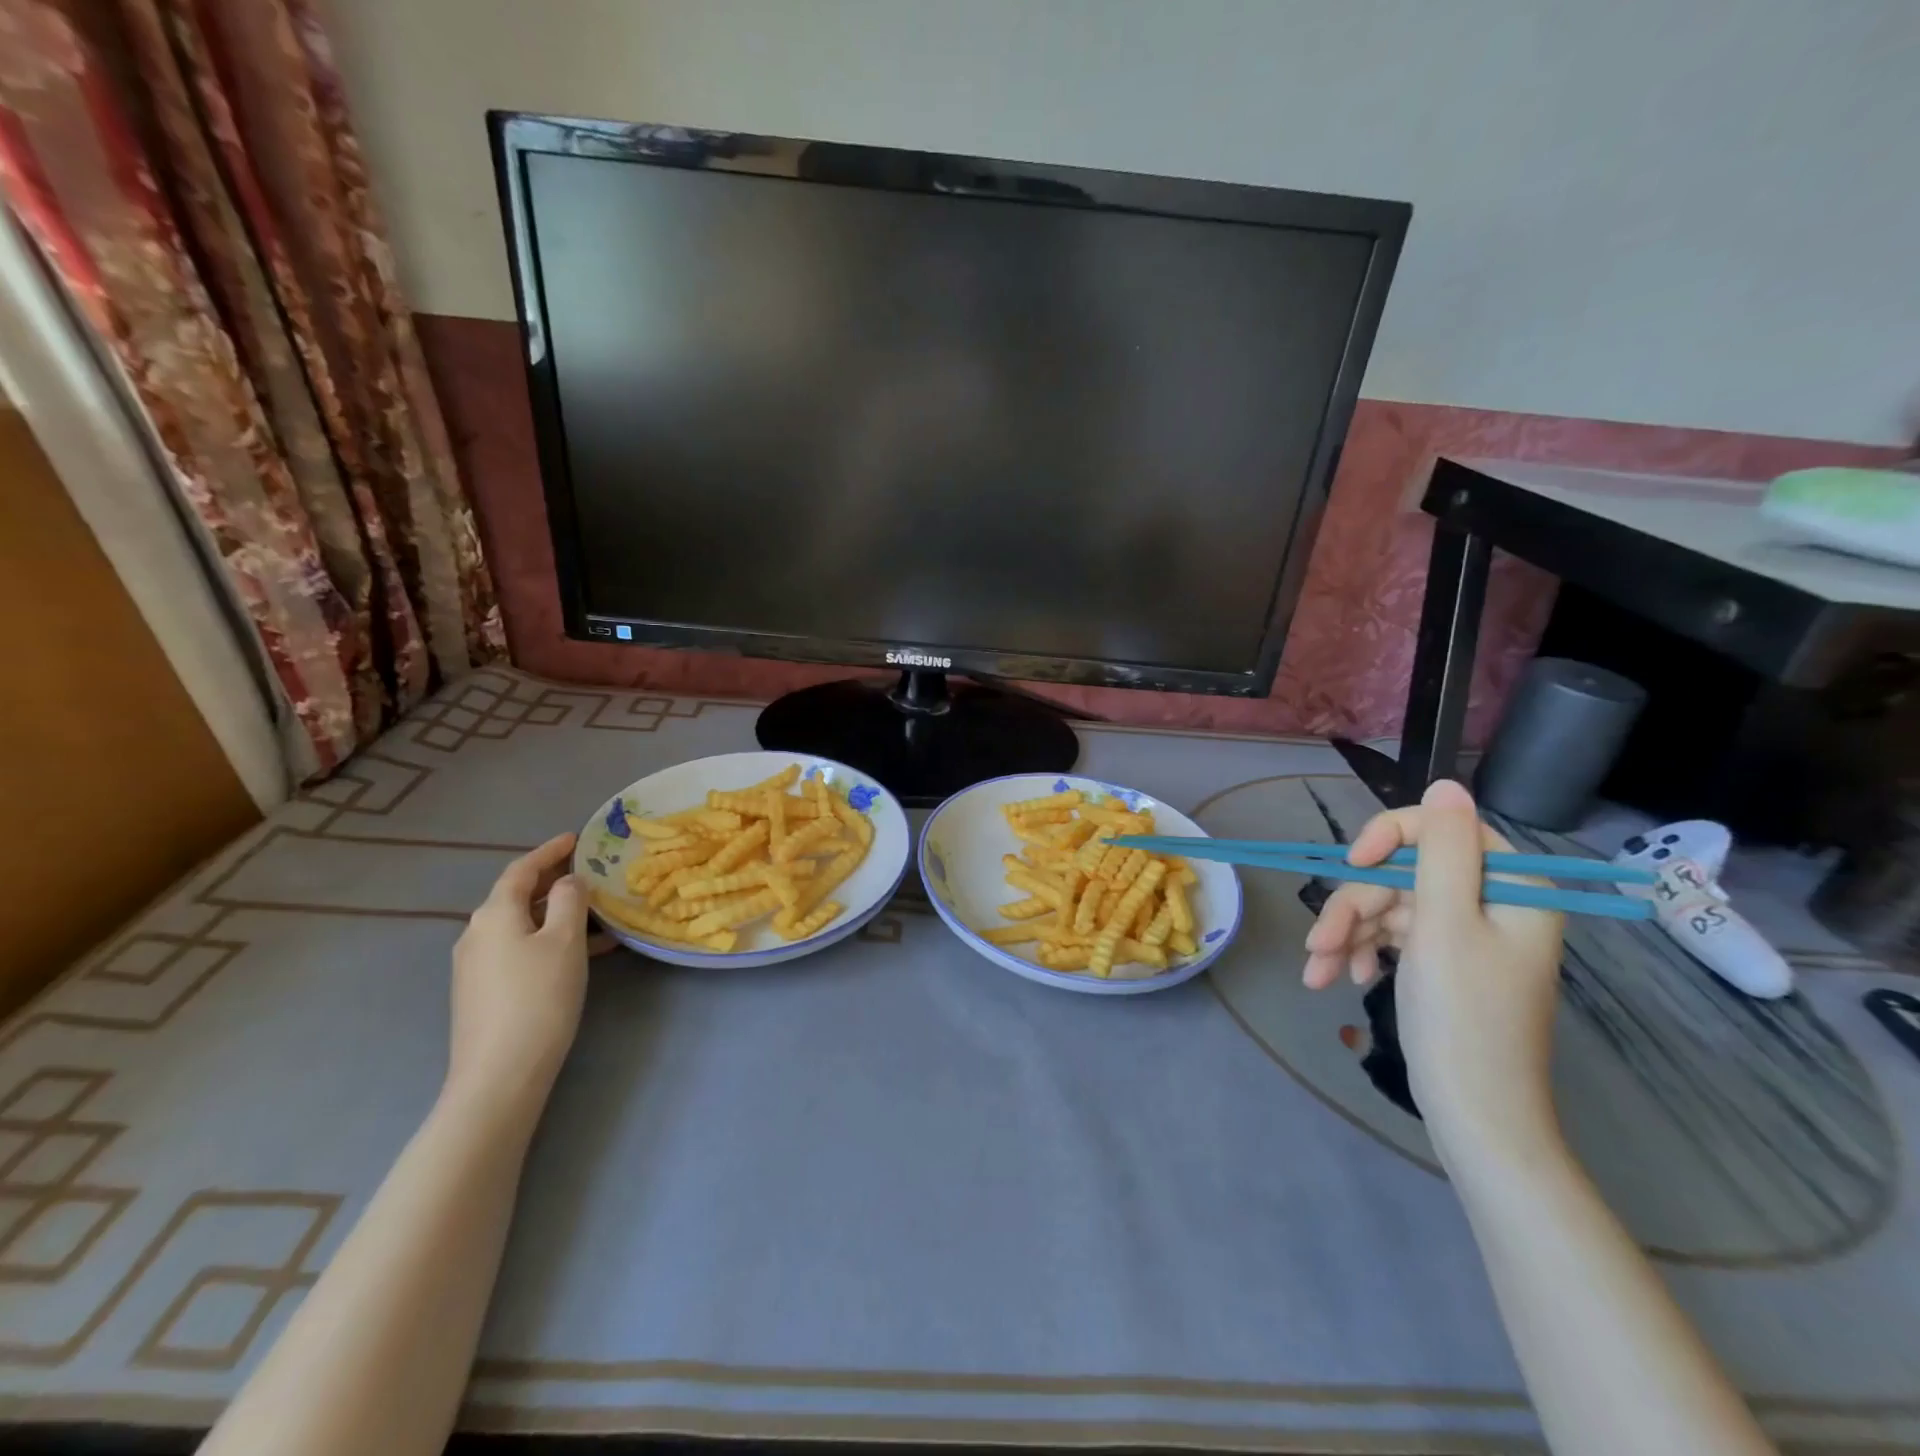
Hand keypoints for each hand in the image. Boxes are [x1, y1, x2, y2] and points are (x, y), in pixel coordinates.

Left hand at [447, 833, 588, 1113]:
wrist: (499, 1075)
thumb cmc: (538, 998)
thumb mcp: (565, 941)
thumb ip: (569, 900)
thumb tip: (569, 881)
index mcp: (494, 914)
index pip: (522, 869)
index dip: (549, 851)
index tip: (576, 837)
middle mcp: (476, 933)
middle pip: (516, 896)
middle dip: (553, 881)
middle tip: (589, 871)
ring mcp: (475, 965)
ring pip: (521, 924)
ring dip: (555, 914)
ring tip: (596, 914)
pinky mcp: (482, 991)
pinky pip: (518, 949)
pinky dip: (547, 940)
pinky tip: (580, 954)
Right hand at [1302, 779, 1565, 1163]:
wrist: (1476, 1116)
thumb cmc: (1462, 1017)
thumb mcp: (1444, 924)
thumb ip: (1441, 849)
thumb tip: (1446, 782)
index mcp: (1510, 887)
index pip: (1441, 829)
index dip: (1388, 837)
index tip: (1351, 865)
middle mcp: (1491, 903)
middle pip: (1404, 874)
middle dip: (1355, 907)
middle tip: (1321, 945)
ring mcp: (1465, 935)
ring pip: (1389, 906)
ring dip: (1348, 934)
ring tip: (1318, 972)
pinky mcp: (1443, 962)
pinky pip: (1393, 936)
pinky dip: (1362, 953)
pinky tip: (1340, 980)